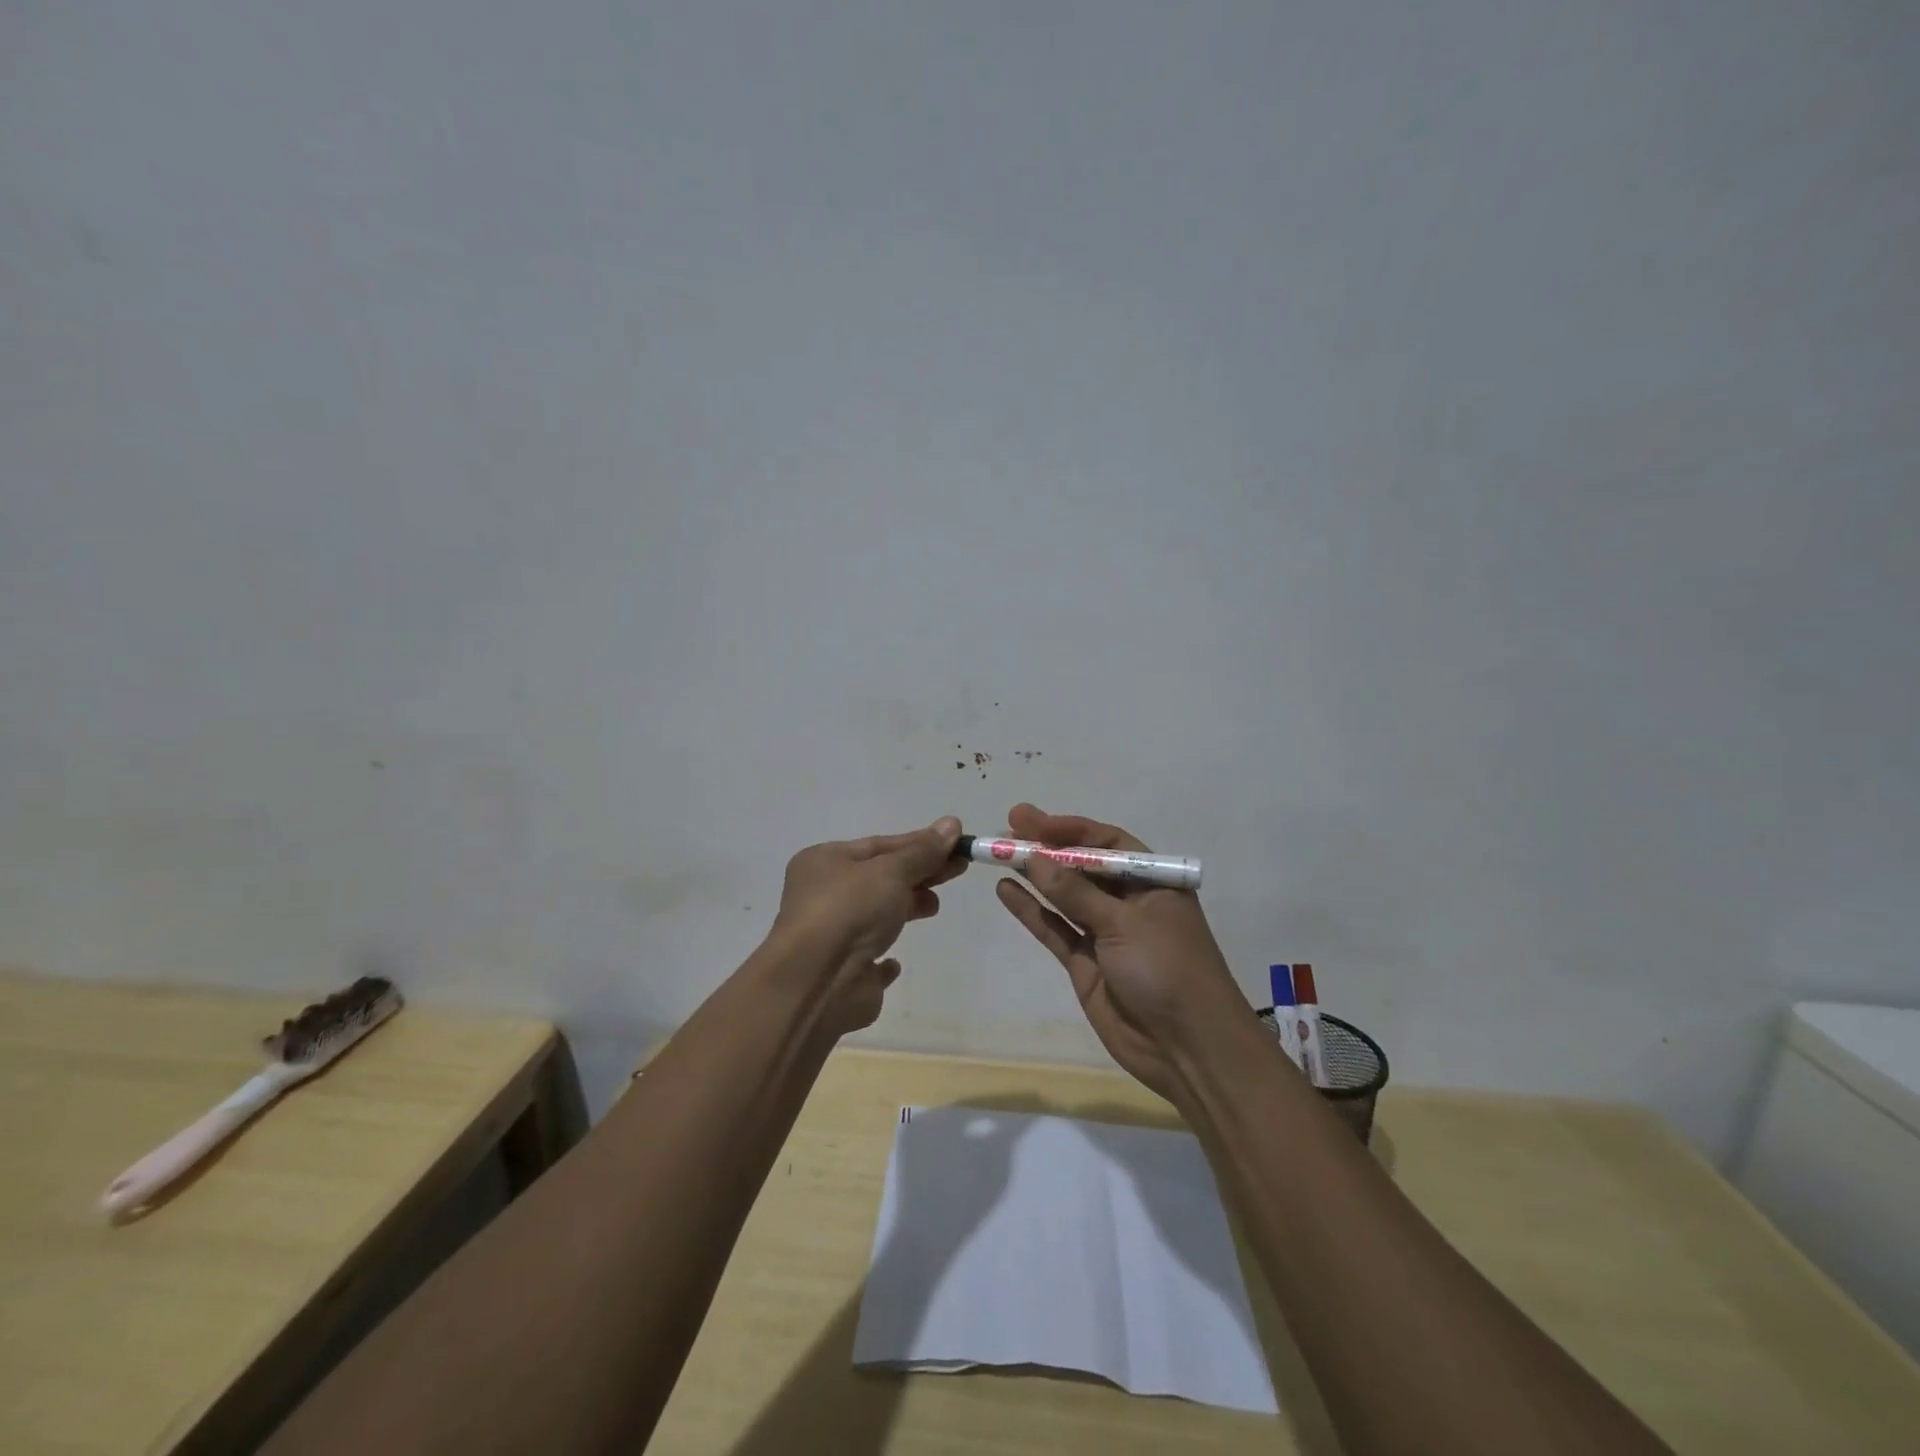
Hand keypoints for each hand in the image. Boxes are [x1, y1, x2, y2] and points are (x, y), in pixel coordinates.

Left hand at [773, 816, 966, 1034]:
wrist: (817, 982)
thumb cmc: (850, 910)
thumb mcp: (891, 871)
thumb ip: (923, 852)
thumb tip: (952, 823)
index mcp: (824, 862)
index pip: (880, 845)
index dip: (920, 843)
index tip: (957, 843)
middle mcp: (823, 895)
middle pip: (881, 878)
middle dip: (920, 872)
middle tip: (959, 869)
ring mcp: (832, 936)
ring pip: (876, 915)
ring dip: (907, 906)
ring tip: (934, 906)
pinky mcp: (844, 974)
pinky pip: (868, 959)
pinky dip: (884, 959)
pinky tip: (895, 962)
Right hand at [995, 804, 1246, 1103]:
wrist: (1188, 1048)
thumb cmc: (1168, 969)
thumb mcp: (1124, 923)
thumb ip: (1076, 892)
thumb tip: (1034, 857)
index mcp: (1152, 882)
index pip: (1106, 843)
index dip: (1068, 830)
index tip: (1030, 820)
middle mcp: (1128, 902)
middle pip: (1082, 866)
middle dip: (1047, 848)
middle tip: (1008, 829)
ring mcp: (1105, 933)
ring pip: (1065, 896)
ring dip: (1035, 875)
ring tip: (999, 854)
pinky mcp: (1086, 964)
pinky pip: (1055, 929)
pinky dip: (1032, 911)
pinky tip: (1006, 890)